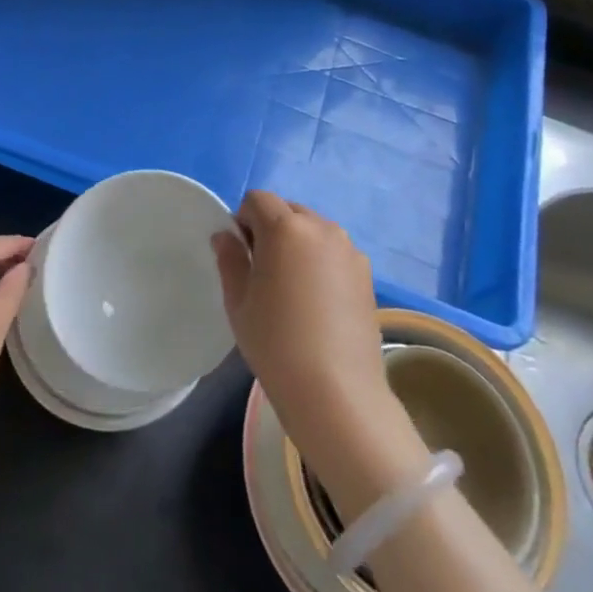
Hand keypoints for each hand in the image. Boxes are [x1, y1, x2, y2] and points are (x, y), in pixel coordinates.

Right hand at [213, 194, 423, 507]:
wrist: (336, 392)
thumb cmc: (276, 343)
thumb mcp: (239, 301)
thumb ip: (230, 258)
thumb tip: (226, 235)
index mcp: (286, 228)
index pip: (258, 199)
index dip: (243, 220)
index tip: (241, 254)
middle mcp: (322, 228)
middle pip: (288, 211)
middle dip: (271, 228)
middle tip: (263, 271)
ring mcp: (349, 250)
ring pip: (313, 230)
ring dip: (297, 243)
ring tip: (291, 288)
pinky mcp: (367, 273)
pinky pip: (334, 252)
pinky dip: (320, 261)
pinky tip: (316, 302)